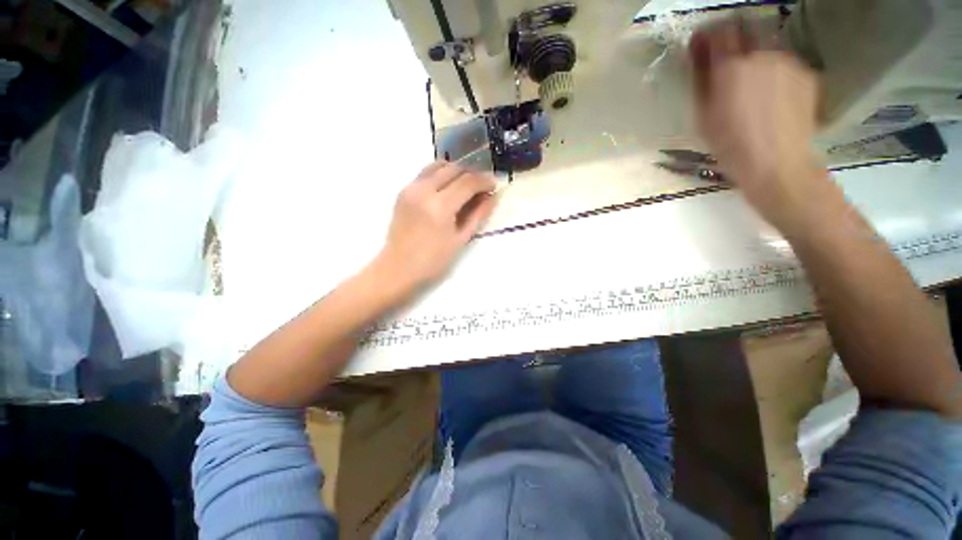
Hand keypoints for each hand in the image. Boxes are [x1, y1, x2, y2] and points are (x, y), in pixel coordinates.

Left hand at [373, 161, 496, 295]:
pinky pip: (426, 173)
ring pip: (439, 165)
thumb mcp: (461, 239)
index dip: (485, 180)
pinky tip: (447, 189)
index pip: (468, 182)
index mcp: (440, 206)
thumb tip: (492, 197)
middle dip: (472, 174)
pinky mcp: (403, 191)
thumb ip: (478, 215)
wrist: (398, 267)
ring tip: (466, 185)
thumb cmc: (433, 260)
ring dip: (456, 171)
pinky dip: (441, 175)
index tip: (495, 184)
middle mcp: (424, 190)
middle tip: (482, 186)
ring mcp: (411, 188)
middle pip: (454, 169)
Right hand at [691, 22, 827, 226]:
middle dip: (732, 43)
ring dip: (754, 59)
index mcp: (732, 67)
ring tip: (751, 89)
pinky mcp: (807, 73)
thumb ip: (701, 79)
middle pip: (745, 32)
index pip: (718, 31)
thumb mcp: (703, 117)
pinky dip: (774, 73)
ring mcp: (789, 62)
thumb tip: (698, 53)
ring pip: (766, 49)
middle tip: (725, 67)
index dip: (707, 35)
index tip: (701, 45)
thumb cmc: (731, 147)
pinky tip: (771, 98)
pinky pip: (784, 64)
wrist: (778, 166)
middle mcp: (763, 54)